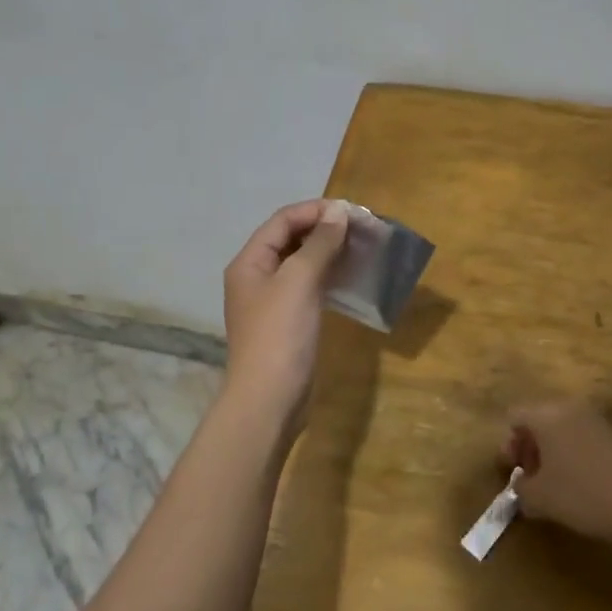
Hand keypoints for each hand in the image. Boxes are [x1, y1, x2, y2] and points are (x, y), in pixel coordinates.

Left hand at [221, 199, 350, 430]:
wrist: (269, 399)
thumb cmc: (280, 335)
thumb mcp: (299, 282)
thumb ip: (319, 244)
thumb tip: (338, 213)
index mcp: (250, 262)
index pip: (282, 221)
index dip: (315, 211)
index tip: (352, 212)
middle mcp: (256, 277)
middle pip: (290, 240)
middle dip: (324, 230)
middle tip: (361, 229)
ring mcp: (272, 302)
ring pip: (301, 264)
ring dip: (328, 252)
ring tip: (361, 248)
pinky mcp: (288, 322)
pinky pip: (308, 288)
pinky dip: (328, 277)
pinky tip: (350, 277)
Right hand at [499, 400, 611, 544]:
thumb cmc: (583, 494)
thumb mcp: (540, 498)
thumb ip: (521, 489)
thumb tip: (522, 486)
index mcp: (547, 416)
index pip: (515, 416)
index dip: (508, 444)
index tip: (513, 472)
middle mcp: (570, 409)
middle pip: (538, 420)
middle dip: (529, 448)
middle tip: (529, 479)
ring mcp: (596, 421)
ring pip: (561, 430)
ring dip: (551, 454)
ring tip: (554, 487)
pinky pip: (582, 440)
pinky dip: (573, 458)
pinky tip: (580, 487)